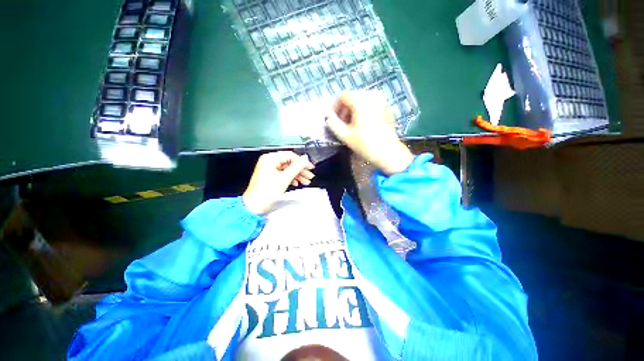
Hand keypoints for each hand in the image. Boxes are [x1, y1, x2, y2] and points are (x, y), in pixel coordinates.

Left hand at [242, 151, 314, 214]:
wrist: (254, 205)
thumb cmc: (265, 192)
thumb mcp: (285, 178)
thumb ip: (297, 167)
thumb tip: (305, 160)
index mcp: (270, 159)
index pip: (290, 155)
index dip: (302, 162)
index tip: (310, 167)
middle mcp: (268, 161)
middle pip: (289, 162)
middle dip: (300, 170)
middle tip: (309, 175)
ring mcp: (268, 168)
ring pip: (287, 168)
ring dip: (297, 174)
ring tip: (305, 181)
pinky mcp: (269, 175)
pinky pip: (283, 173)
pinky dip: (291, 178)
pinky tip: (297, 182)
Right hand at [325, 91, 413, 174]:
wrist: (388, 152)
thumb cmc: (365, 144)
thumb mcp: (345, 135)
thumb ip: (333, 123)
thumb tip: (327, 116)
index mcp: (361, 101)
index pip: (343, 96)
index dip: (336, 106)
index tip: (334, 119)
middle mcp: (372, 96)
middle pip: (353, 96)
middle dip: (345, 108)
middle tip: (342, 123)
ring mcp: (381, 102)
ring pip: (362, 100)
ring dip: (354, 109)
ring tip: (353, 124)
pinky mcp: (387, 109)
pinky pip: (372, 104)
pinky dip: (364, 111)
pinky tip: (364, 124)